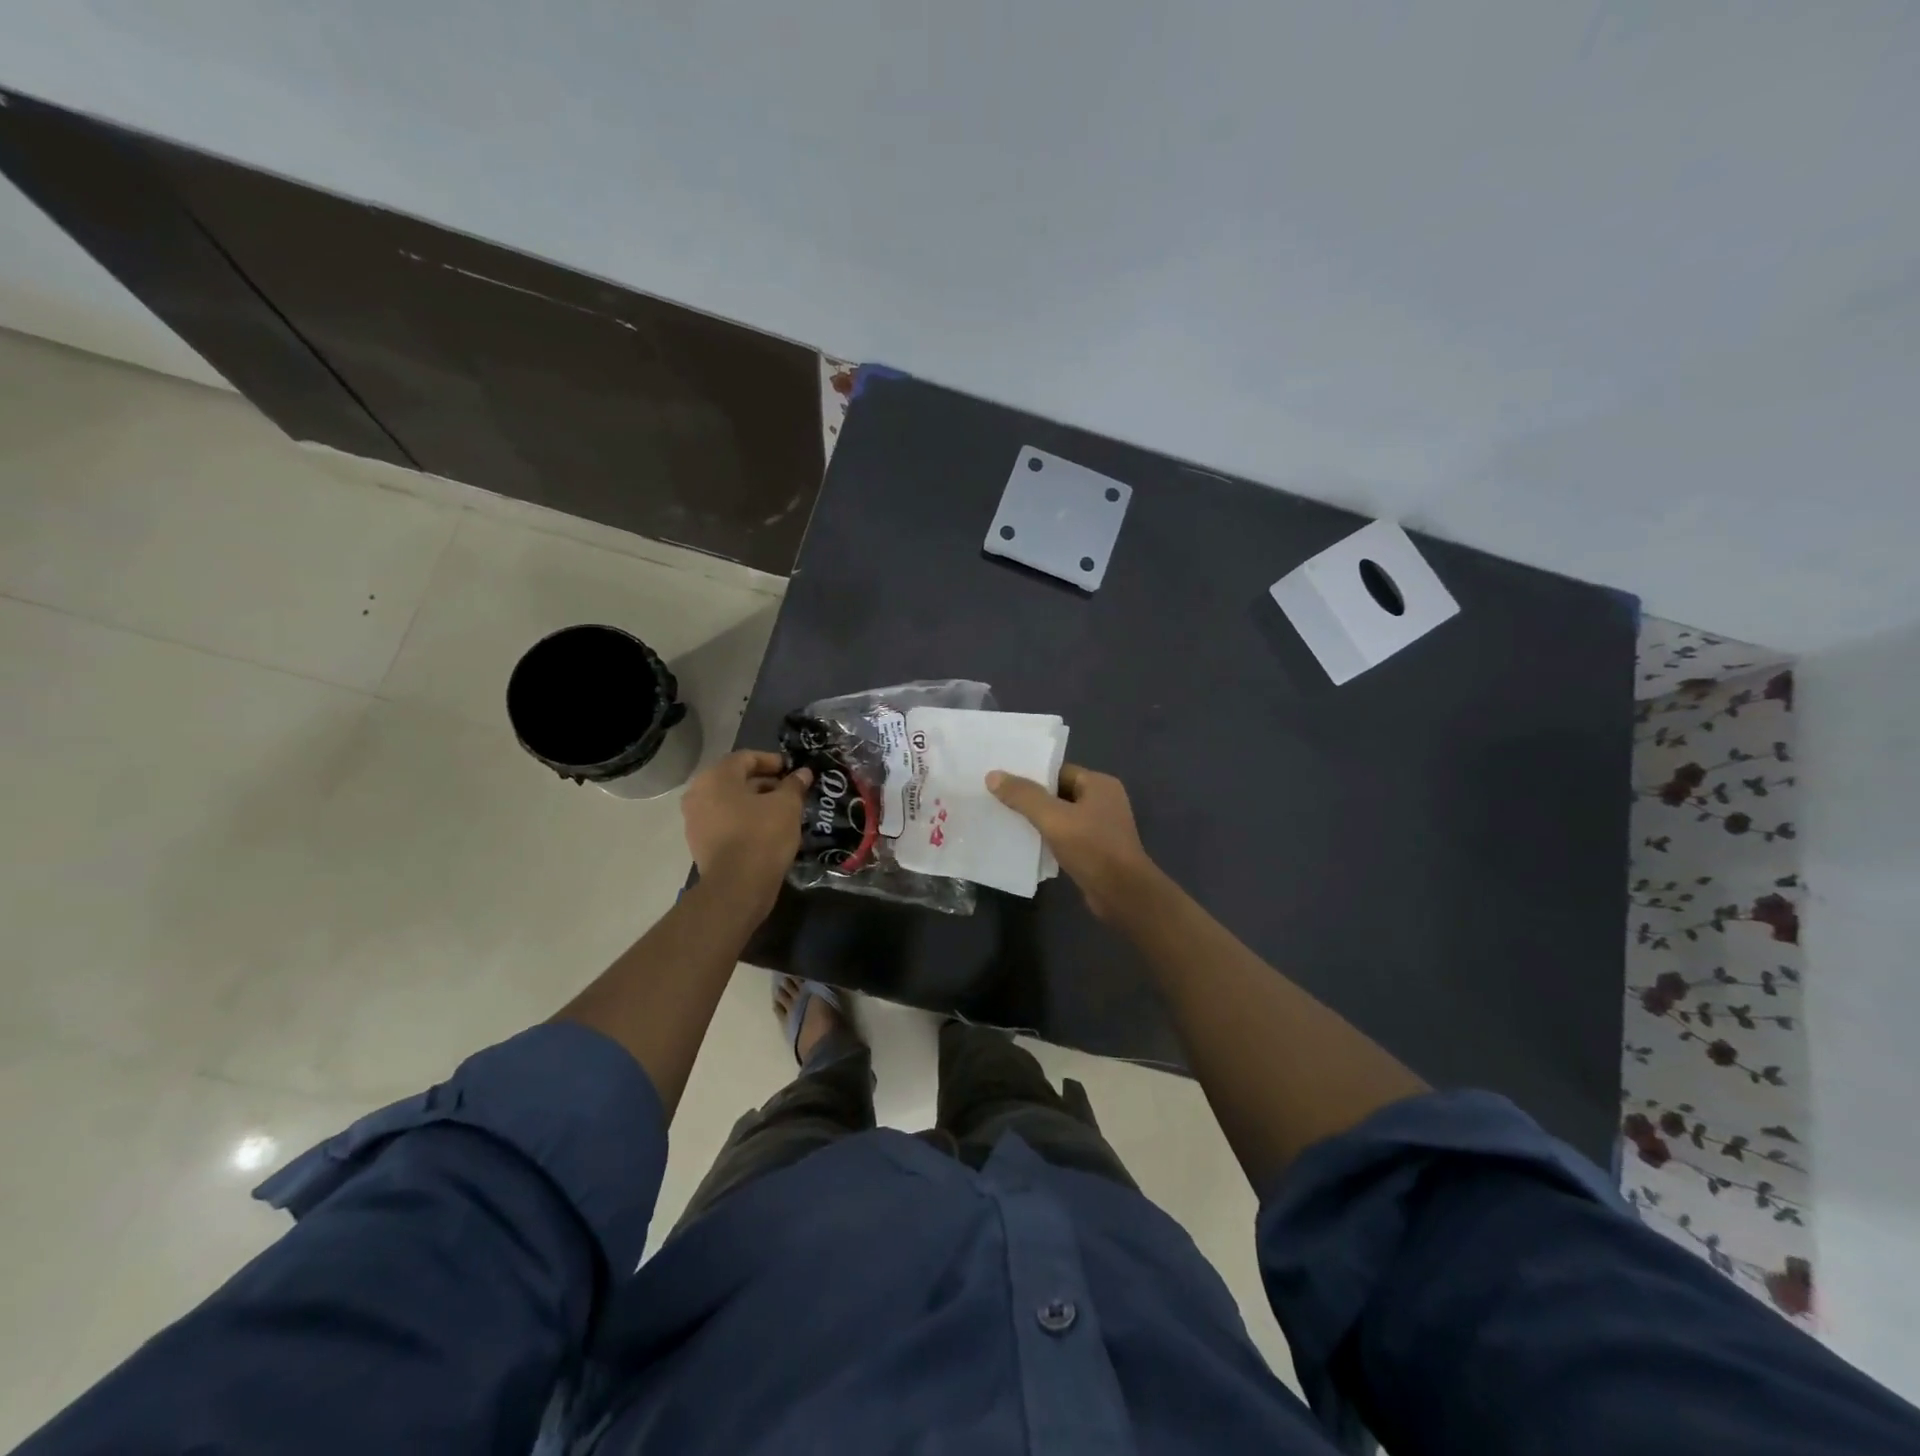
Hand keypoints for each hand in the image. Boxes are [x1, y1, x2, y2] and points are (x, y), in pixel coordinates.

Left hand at [682, 751, 810, 905]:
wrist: (737, 887)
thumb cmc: (762, 836)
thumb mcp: (787, 806)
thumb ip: (794, 785)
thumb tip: (803, 773)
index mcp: (716, 777)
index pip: (746, 757)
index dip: (773, 761)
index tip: (793, 771)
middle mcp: (698, 793)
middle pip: (735, 779)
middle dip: (765, 782)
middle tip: (790, 791)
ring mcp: (695, 819)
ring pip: (729, 801)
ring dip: (755, 802)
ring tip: (781, 811)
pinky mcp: (699, 842)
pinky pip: (724, 821)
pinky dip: (744, 820)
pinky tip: (766, 829)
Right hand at [986, 763, 1157, 920]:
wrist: (1123, 895)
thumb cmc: (1092, 848)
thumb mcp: (1054, 818)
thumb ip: (1023, 796)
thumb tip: (993, 775)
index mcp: (1099, 784)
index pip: (1059, 771)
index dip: (1031, 775)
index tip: (1003, 780)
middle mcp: (1103, 801)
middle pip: (1059, 793)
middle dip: (1031, 799)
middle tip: (998, 800)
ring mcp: (1101, 827)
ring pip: (1061, 816)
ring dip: (1039, 820)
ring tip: (1006, 821)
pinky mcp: (1096, 850)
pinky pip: (1066, 836)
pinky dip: (1048, 838)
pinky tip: (1026, 844)